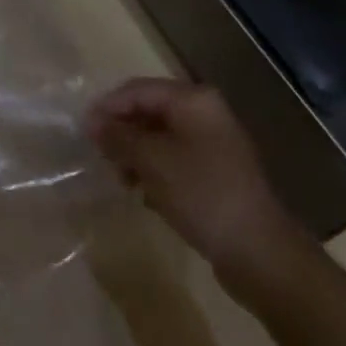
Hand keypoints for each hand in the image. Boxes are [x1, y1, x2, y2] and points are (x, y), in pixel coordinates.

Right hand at [88, 78, 311, 294]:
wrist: (261, 255)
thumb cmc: (202, 194)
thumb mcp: (152, 161)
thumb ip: (118, 136)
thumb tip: (91, 121)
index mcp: (193, 100)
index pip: (137, 90)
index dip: (108, 107)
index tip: (84, 132)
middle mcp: (205, 114)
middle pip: (149, 112)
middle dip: (122, 133)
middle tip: (100, 156)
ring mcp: (214, 145)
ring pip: (160, 138)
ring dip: (136, 155)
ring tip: (121, 179)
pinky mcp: (217, 175)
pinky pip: (175, 161)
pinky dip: (156, 172)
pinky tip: (145, 195)